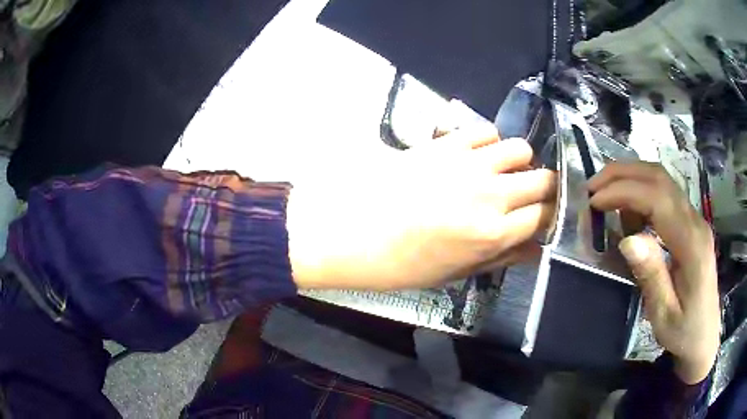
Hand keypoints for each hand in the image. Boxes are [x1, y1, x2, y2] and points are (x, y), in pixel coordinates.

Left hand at [287, 126, 555, 290]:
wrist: (349, 229)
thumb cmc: (399, 263)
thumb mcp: (454, 273)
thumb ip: (501, 258)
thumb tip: (535, 248)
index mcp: (493, 233)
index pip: (545, 216)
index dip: (550, 217)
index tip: (545, 218)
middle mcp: (490, 193)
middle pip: (543, 179)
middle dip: (545, 189)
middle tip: (530, 197)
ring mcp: (468, 163)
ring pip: (520, 149)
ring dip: (519, 163)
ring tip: (502, 173)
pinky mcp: (445, 142)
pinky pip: (485, 131)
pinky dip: (489, 142)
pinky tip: (476, 155)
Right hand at [589, 162, 719, 383]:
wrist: (705, 335)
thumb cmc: (684, 332)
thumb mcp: (664, 316)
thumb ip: (651, 276)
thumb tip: (627, 239)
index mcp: (692, 245)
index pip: (658, 199)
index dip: (624, 192)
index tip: (594, 202)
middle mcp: (695, 221)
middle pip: (660, 178)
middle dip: (623, 173)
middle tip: (593, 186)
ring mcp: (694, 219)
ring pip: (662, 181)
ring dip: (631, 178)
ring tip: (606, 195)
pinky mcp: (690, 223)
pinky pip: (665, 195)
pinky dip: (641, 193)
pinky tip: (629, 213)